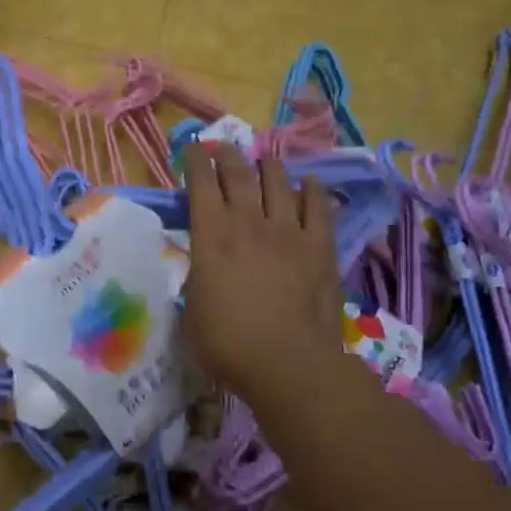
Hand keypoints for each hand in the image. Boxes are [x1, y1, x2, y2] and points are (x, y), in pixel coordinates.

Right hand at [180, 143, 344, 397]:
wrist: (287, 362)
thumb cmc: (227, 343)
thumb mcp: (191, 310)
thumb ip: (197, 280)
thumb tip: (203, 270)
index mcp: (211, 235)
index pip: (201, 184)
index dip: (195, 161)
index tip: (193, 148)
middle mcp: (247, 222)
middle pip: (238, 174)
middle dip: (228, 155)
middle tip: (224, 147)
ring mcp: (287, 231)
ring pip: (278, 183)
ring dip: (269, 167)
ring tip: (264, 160)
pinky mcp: (319, 246)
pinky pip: (318, 208)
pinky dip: (313, 191)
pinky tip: (310, 183)